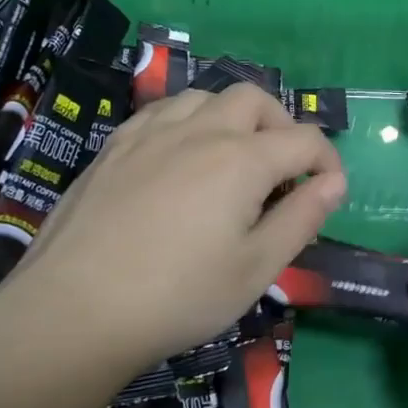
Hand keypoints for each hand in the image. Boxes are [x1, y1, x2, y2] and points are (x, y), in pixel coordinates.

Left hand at [6, 85, 344, 374]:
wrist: (73, 312)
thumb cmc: (178, 296)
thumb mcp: (256, 268)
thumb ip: (302, 218)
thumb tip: (334, 183)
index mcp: (242, 159)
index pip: (304, 140)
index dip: (328, 162)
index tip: (329, 193)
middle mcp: (201, 130)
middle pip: (256, 99)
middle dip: (282, 126)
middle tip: (283, 170)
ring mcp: (152, 133)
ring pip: (206, 96)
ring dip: (233, 116)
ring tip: (233, 157)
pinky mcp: (115, 146)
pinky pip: (163, 110)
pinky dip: (188, 120)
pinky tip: (180, 154)